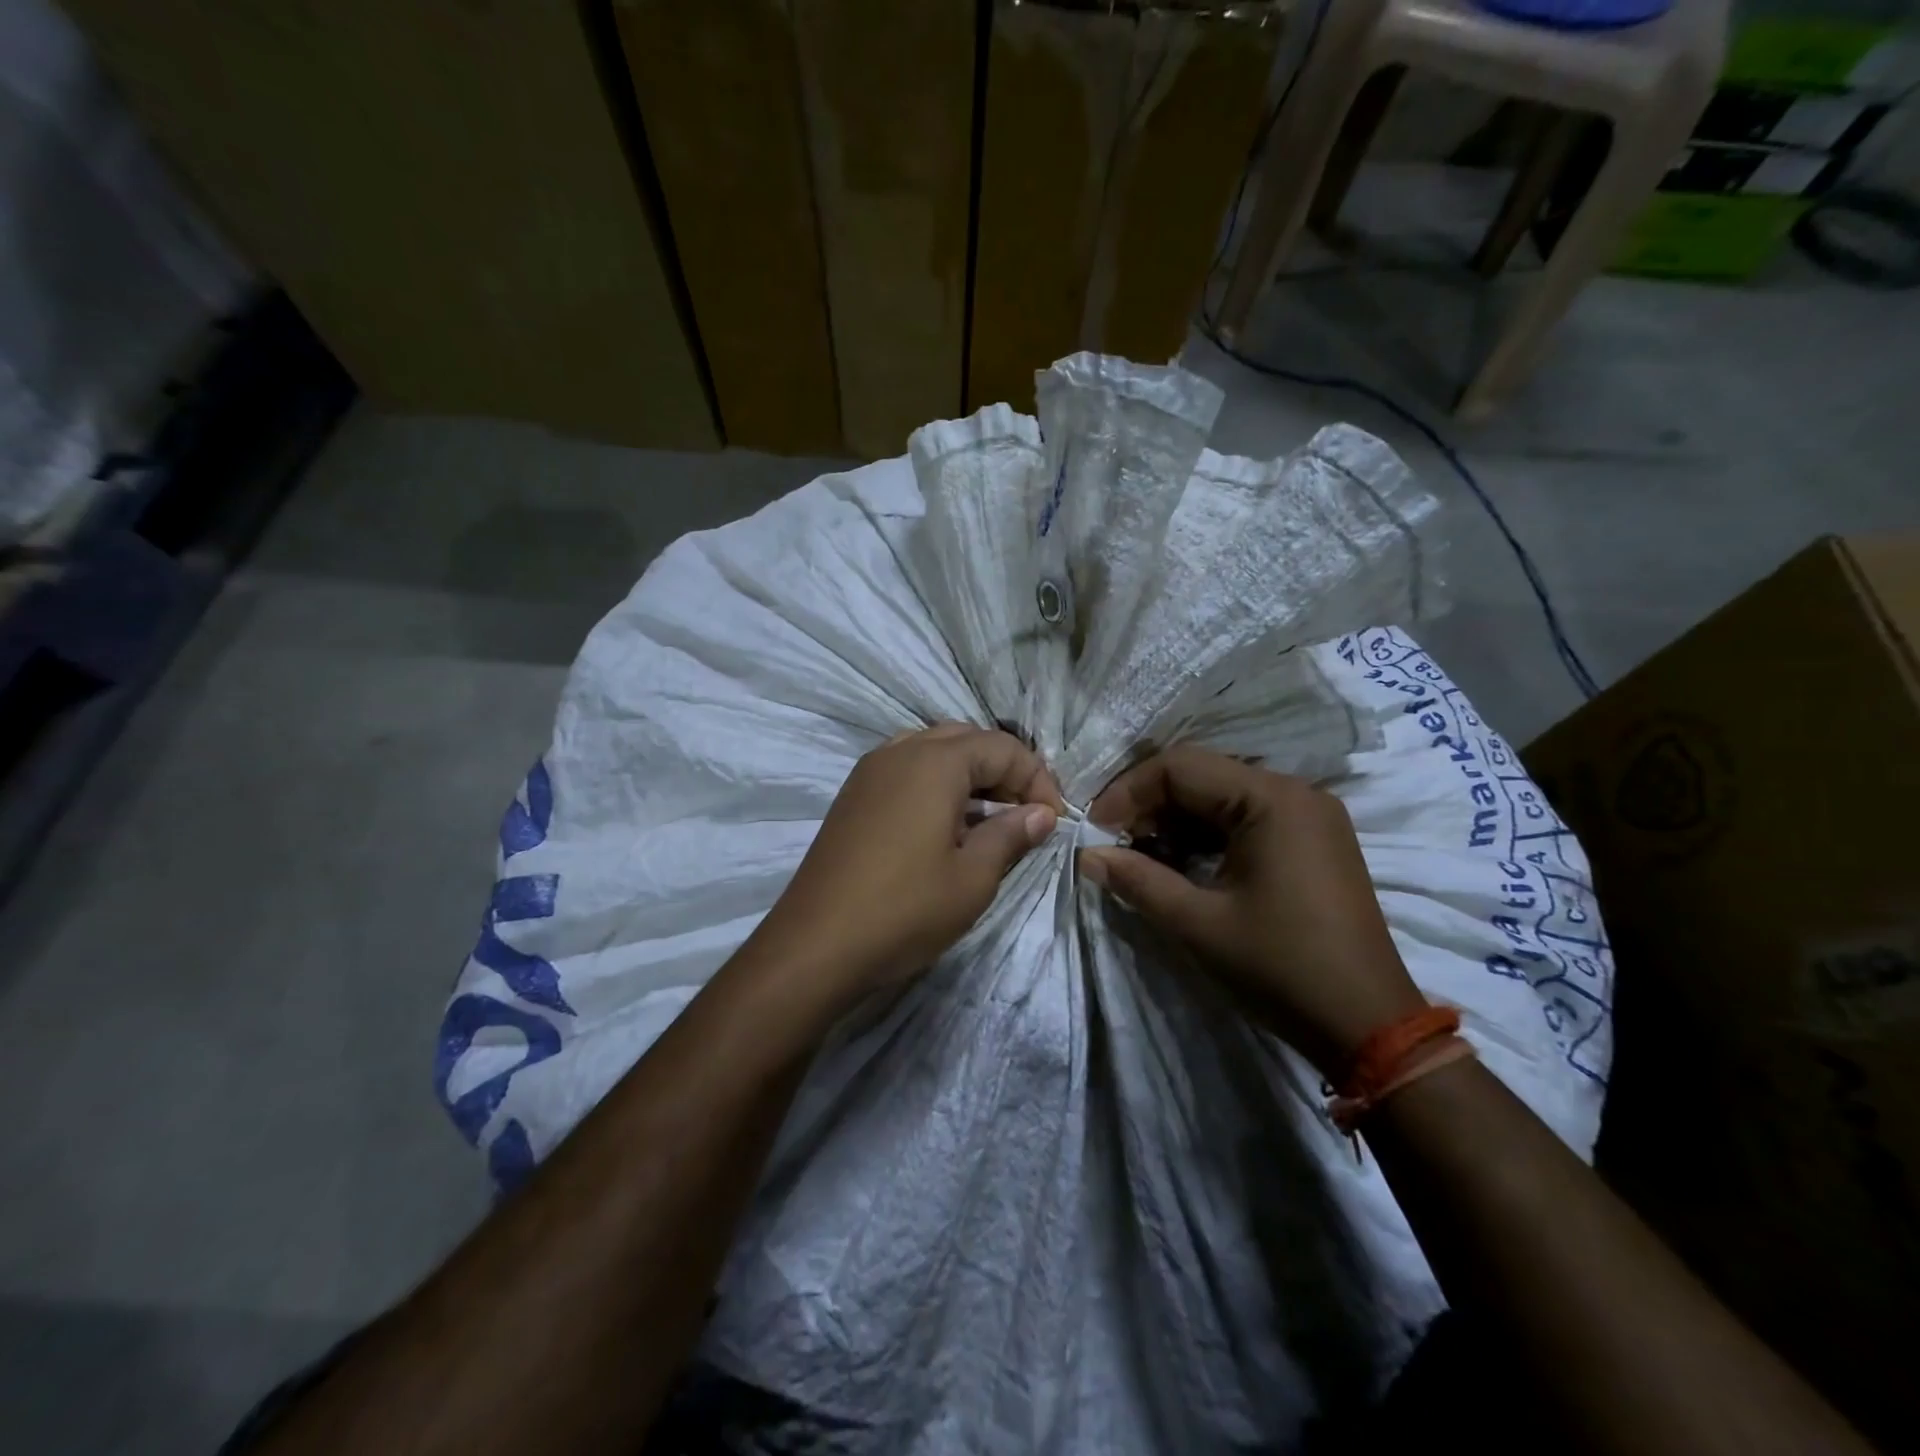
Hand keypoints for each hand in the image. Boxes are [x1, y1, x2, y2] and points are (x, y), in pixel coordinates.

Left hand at [750, 724, 1060, 1009]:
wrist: (814, 946)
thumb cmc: (904, 910)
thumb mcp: (973, 877)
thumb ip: (1011, 835)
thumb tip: (1041, 813)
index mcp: (934, 762)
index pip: (1002, 747)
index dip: (1037, 779)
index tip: (1054, 820)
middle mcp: (899, 752)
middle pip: (966, 740)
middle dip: (1004, 770)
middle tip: (1025, 813)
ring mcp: (869, 772)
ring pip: (932, 750)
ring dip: (968, 774)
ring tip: (988, 816)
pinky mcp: (852, 796)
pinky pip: (905, 769)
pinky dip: (935, 784)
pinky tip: (944, 824)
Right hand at [1080, 746, 1424, 1076]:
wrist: (1369, 1025)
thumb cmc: (1280, 967)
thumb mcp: (1198, 924)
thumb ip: (1137, 880)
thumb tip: (1087, 855)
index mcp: (1271, 799)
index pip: (1180, 766)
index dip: (1128, 792)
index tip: (1095, 830)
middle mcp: (1294, 791)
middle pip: (1201, 775)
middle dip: (1149, 806)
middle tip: (1115, 845)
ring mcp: (1309, 814)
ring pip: (1221, 795)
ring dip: (1176, 820)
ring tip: (1143, 858)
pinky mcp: (1313, 839)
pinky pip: (1246, 817)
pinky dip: (1207, 834)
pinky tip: (1183, 865)